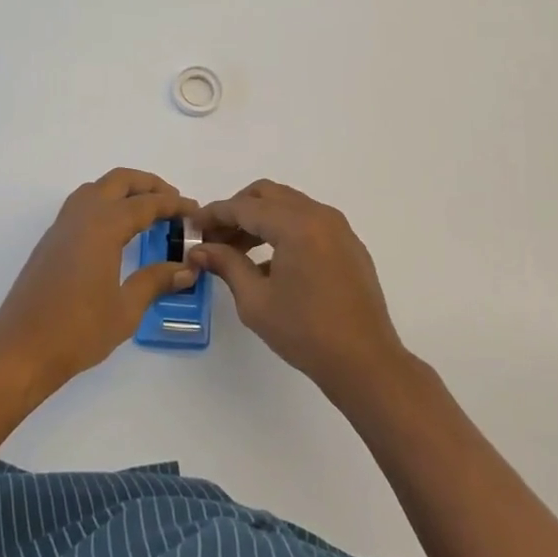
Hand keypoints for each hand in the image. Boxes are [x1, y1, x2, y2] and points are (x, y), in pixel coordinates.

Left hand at [0, 168, 196, 392]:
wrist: (20, 349)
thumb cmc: (77, 331)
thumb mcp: (126, 309)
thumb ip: (155, 281)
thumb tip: (186, 269)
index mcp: (103, 226)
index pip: (146, 204)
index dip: (174, 205)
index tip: (195, 211)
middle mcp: (82, 215)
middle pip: (119, 181)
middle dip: (149, 185)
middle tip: (173, 202)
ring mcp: (62, 225)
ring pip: (97, 188)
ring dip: (124, 190)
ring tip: (147, 212)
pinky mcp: (51, 240)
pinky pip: (82, 204)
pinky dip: (105, 203)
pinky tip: (117, 230)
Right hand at [189, 179, 407, 394]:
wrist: (365, 362)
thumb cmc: (305, 332)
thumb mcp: (256, 300)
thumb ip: (227, 265)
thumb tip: (200, 249)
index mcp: (296, 225)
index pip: (245, 207)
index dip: (214, 214)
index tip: (192, 226)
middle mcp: (319, 215)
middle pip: (268, 195)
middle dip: (237, 210)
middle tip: (215, 237)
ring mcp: (338, 228)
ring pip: (288, 206)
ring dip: (260, 219)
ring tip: (236, 251)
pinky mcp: (348, 244)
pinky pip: (308, 222)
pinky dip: (283, 230)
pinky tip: (268, 263)